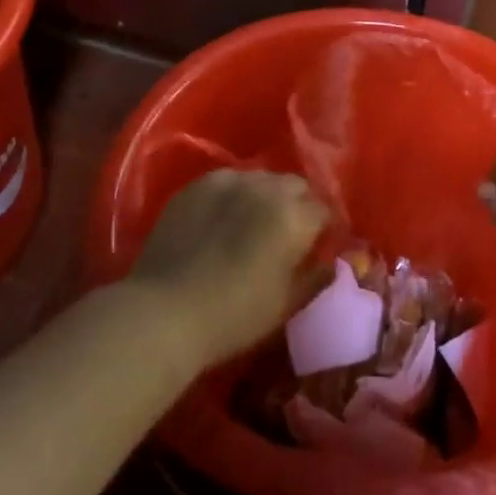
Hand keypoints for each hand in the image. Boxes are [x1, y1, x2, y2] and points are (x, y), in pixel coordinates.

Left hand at [130, 169, 328, 369]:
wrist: (164, 311)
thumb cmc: (234, 315)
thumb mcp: (286, 304)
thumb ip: (316, 276)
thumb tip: (331, 261)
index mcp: (294, 216)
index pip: (324, 210)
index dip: (324, 228)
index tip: (317, 246)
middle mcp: (266, 187)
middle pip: (296, 186)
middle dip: (299, 205)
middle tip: (289, 234)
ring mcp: (228, 180)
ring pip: (262, 179)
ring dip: (267, 196)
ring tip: (254, 223)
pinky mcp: (197, 185)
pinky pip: (229, 181)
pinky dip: (235, 195)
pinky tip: (224, 219)